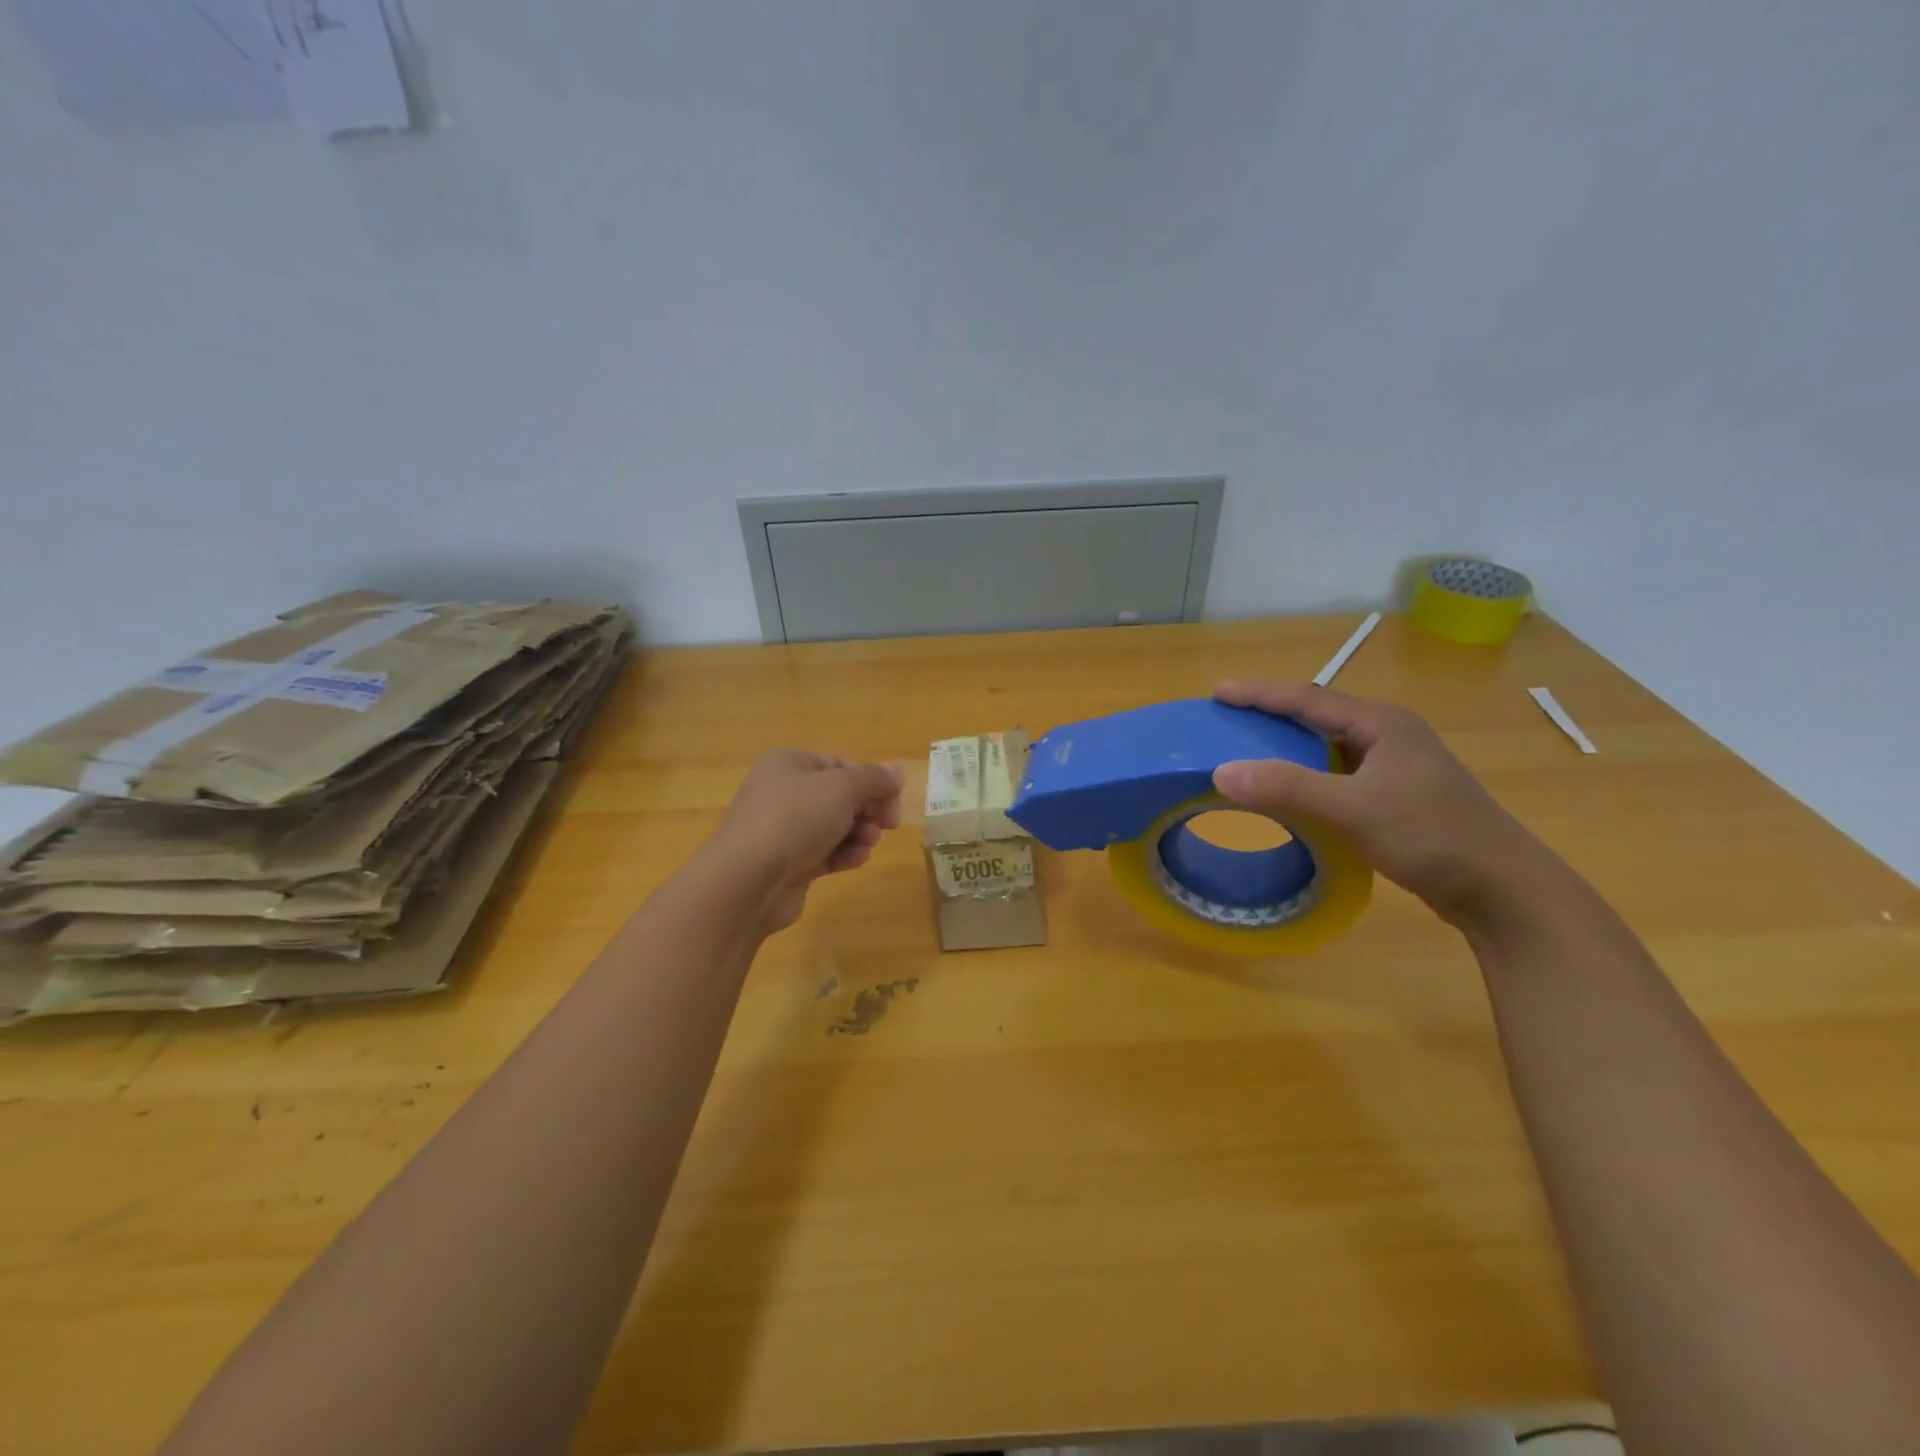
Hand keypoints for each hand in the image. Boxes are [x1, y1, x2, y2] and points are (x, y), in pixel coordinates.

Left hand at [710, 749, 902, 933]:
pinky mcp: (787, 864)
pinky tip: (855, 861)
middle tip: (888, 825)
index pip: (840, 764)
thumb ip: (874, 778)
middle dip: (867, 810)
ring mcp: (782, 830)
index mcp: (789, 763)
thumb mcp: (842, 788)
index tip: (893, 800)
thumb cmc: (796, 818)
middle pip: (839, 796)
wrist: (749, 879)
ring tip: (868, 844)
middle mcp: (783, 792)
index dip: (871, 781)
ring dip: (859, 834)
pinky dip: (843, 855)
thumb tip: (898, 771)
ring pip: (834, 826)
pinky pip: (824, 853)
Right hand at [1211, 681, 1542, 925]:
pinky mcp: (1399, 796)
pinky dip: (1307, 775)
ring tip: (1249, 751)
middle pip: (1318, 717)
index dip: (1260, 694)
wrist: (1502, 889)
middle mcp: (1390, 736)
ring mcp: (1398, 767)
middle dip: (1271, 716)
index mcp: (1382, 724)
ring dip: (1288, 747)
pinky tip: (1291, 791)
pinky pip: (1339, 773)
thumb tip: (1220, 772)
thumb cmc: (1429, 836)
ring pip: (1329, 747)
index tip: (1218, 692)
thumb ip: (1286, 788)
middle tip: (1228, 721)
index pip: (1308, 699)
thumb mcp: (1351, 809)